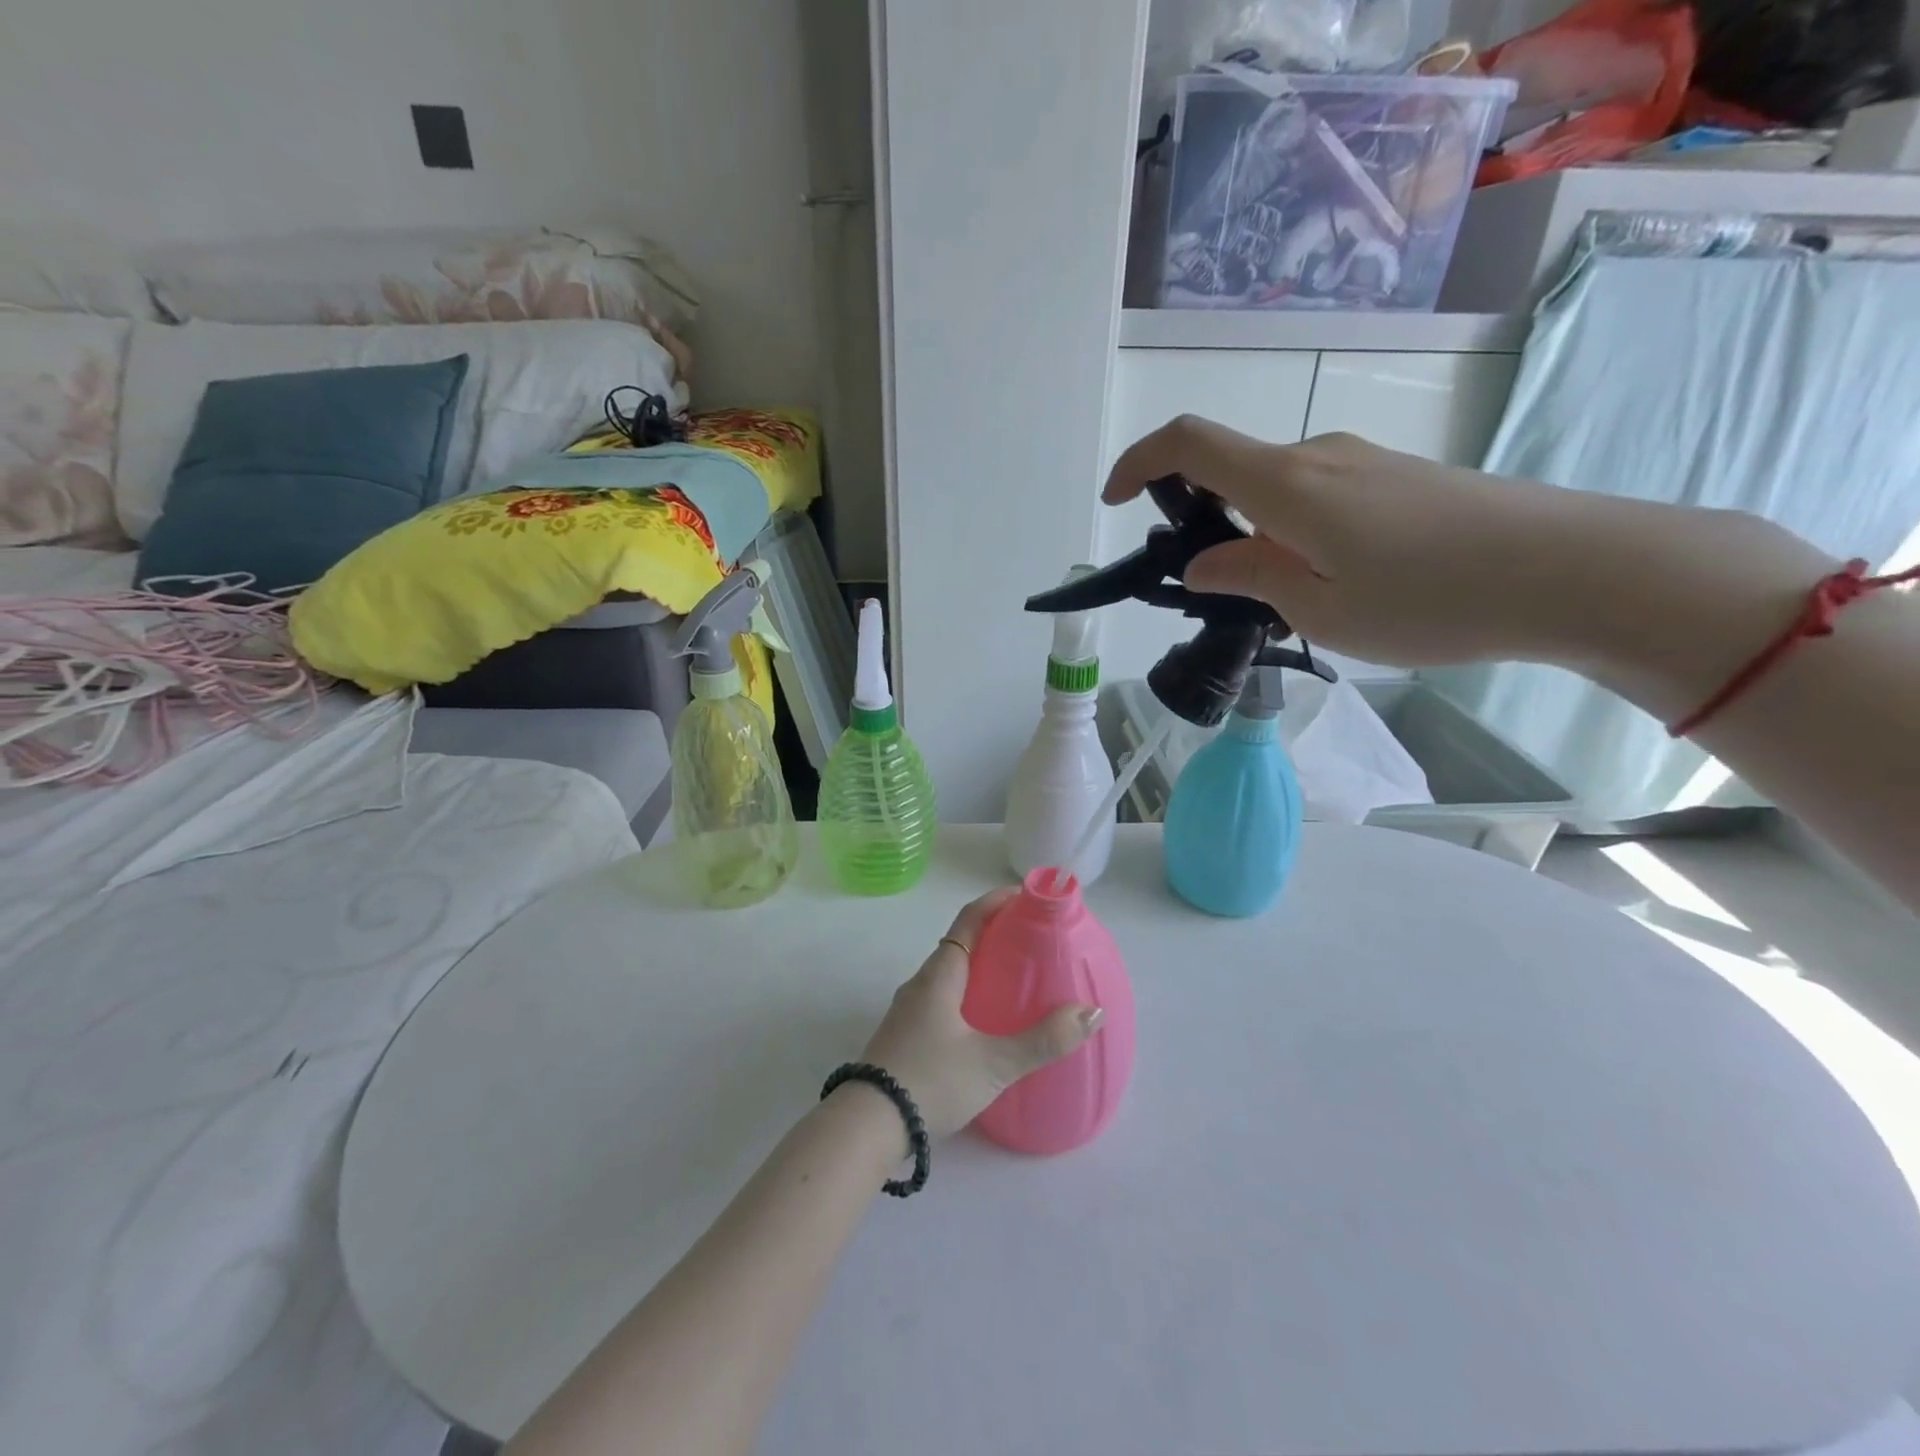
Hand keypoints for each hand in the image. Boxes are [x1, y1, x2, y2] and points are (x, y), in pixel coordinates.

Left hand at [856, 889, 1103, 1140]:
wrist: (866, 1127)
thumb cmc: (930, 1081)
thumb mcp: (993, 1064)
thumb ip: (1043, 1040)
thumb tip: (1091, 1012)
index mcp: (939, 975)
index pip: (969, 919)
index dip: (997, 901)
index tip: (1027, 896)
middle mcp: (921, 984)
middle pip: (960, 944)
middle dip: (995, 936)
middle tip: (1033, 941)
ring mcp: (909, 1011)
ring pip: (950, 975)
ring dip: (980, 968)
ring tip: (1017, 981)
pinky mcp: (905, 1037)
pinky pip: (942, 1000)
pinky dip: (968, 995)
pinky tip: (986, 1024)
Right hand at [1106, 420, 1594, 666]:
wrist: (1572, 570)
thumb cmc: (1430, 598)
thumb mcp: (1320, 608)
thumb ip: (1248, 577)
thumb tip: (1203, 562)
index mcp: (1286, 484)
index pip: (1189, 445)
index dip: (1139, 463)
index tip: (1116, 502)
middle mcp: (1317, 456)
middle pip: (1231, 470)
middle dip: (1201, 523)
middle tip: (1218, 595)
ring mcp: (1361, 462)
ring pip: (1276, 491)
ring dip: (1254, 536)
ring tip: (1286, 603)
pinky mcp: (1395, 477)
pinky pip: (1317, 496)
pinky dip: (1293, 532)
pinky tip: (1333, 584)